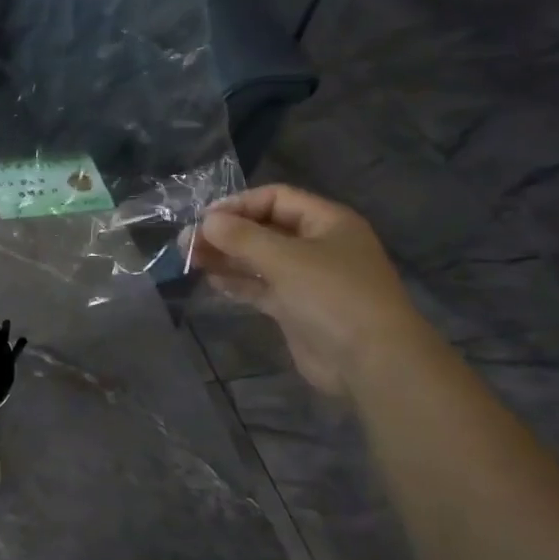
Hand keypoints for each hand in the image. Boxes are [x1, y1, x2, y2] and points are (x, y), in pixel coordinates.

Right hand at [189, 185, 429, 396]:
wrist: (371, 361)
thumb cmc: (333, 297)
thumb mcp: (285, 259)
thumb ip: (242, 237)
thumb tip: (206, 221)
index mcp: (327, 222)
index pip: (276, 198)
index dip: (238, 205)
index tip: (203, 219)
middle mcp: (318, 245)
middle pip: (265, 229)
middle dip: (227, 233)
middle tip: (187, 242)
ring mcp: (308, 279)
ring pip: (260, 259)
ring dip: (227, 257)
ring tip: (191, 259)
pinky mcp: (297, 308)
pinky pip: (262, 287)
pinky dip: (238, 282)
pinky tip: (212, 281)